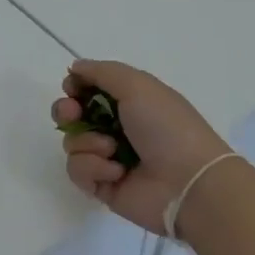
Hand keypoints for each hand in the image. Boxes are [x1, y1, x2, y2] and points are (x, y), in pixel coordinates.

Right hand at [52, 59, 230, 233]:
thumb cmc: (166, 127)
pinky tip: (116, 172)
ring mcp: (109, 159)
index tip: (72, 88)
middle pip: (72, 116)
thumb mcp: (138, 85)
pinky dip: (94, 168)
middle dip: (66, 112)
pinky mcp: (103, 186)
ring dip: (87, 143)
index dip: (76, 87)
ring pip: (72, 143)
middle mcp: (117, 129)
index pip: (89, 90)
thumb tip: (74, 68)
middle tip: (72, 114)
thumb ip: (102, 71)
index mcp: (130, 102)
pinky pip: (78, 171)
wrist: (188, 183)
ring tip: (111, 150)